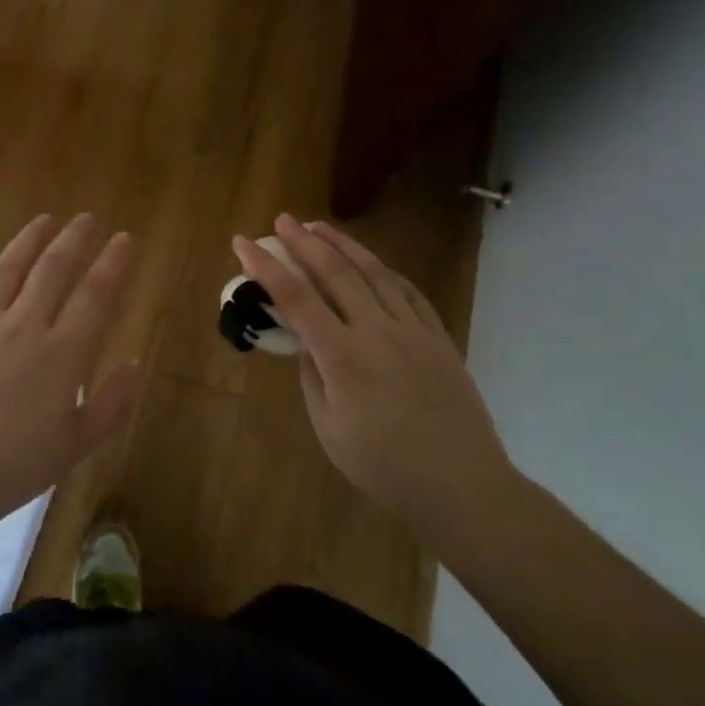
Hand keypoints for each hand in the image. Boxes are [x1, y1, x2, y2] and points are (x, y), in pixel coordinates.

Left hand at [0, 215, 140, 537]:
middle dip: (74, 238)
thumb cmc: (10, 471)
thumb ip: (110, 404)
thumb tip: (134, 363)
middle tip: (87, 218)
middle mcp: (22, 326)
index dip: (113, 263)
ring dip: (28, 240)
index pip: (95, 295)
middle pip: (52, 269)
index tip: (124, 238)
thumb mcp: (75, 448)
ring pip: (7, 268)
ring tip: (43, 220)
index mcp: (61, 354)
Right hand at [233, 215, 517, 545]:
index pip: (295, 298)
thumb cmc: (384, 466)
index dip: (265, 267)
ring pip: (373, 272)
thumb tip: (306, 342)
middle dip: (304, 242)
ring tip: (320, 226)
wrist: (461, 484)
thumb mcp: (329, 428)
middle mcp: (377, 330)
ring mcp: (412, 329)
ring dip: (343, 244)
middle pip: (335, 272)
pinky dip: (383, 269)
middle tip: (282, 220)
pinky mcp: (437, 336)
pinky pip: (407, 290)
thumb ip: (313, 376)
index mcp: (343, 356)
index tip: (243, 243)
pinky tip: (371, 263)